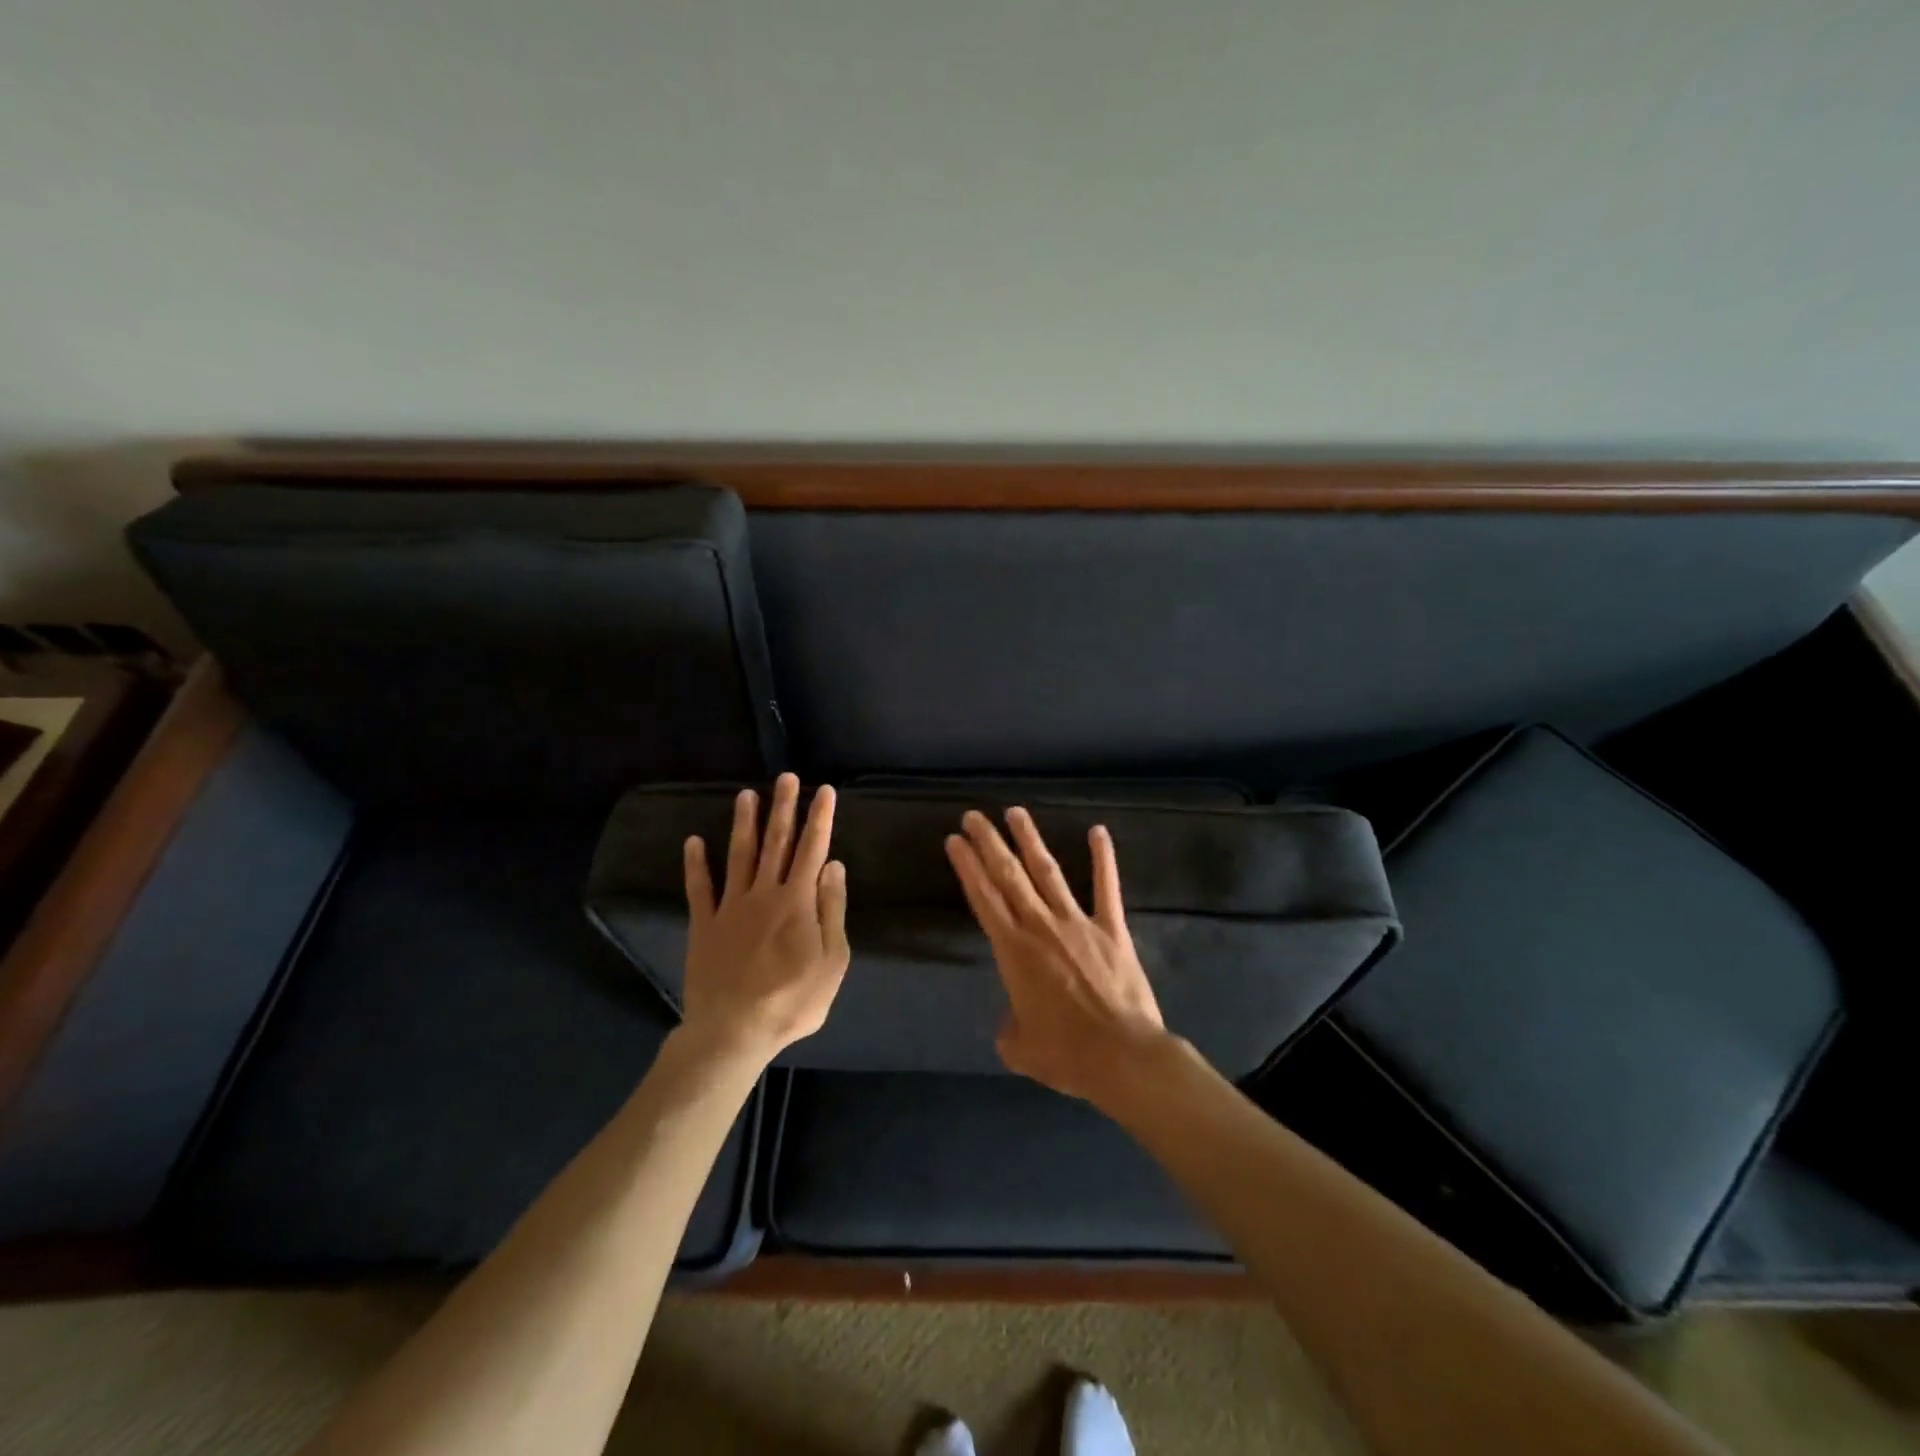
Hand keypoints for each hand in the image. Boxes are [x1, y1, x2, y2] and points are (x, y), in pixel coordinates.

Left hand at [681, 773, 849, 1065]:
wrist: (733, 1031)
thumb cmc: (792, 1000)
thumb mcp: (831, 961)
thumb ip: (832, 910)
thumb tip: (834, 866)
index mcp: (797, 901)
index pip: (812, 849)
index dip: (819, 818)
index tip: (824, 790)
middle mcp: (763, 893)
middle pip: (776, 843)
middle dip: (783, 808)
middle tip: (786, 777)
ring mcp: (730, 907)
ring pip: (739, 856)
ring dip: (744, 824)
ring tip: (746, 795)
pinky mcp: (704, 925)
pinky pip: (699, 889)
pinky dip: (695, 864)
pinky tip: (693, 841)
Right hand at [945, 807, 1168, 1105]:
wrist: (1122, 1056)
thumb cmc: (1066, 1054)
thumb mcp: (1020, 1049)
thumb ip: (1008, 1029)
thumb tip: (1011, 1022)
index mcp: (1014, 951)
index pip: (983, 898)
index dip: (967, 867)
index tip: (955, 840)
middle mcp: (1041, 926)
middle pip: (1009, 876)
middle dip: (989, 843)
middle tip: (974, 816)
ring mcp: (1078, 923)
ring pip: (1048, 872)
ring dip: (1030, 840)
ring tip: (1016, 812)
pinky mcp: (1111, 929)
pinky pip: (1106, 887)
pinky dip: (1103, 858)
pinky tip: (1098, 830)